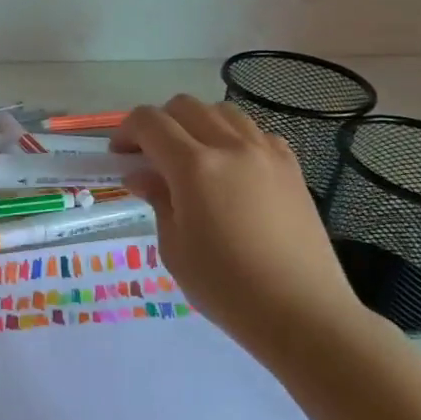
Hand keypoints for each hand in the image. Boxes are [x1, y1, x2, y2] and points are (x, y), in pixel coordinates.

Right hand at [113, 95, 370, 358]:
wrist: (301, 313)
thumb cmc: (226, 287)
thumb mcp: (174, 247)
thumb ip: (158, 200)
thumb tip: (142, 175)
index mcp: (194, 167)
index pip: (150, 123)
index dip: (126, 131)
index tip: (119, 154)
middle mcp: (231, 147)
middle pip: (185, 107)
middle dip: (159, 123)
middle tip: (149, 155)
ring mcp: (266, 153)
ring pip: (222, 112)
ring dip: (196, 123)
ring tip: (190, 156)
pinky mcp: (291, 167)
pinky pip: (255, 132)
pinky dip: (233, 137)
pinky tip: (230, 168)